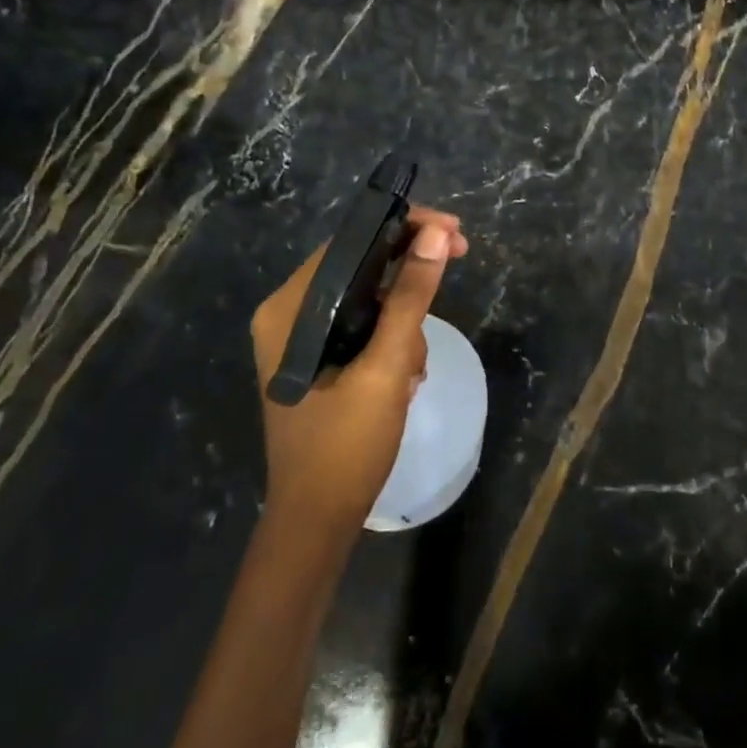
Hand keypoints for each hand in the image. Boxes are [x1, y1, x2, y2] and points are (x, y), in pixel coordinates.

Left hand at [248, 207, 469, 532]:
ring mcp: (301, 338)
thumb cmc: (346, 444)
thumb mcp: (386, 365)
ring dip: (403, 319)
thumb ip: (411, 296)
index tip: (452, 231)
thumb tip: (437, 233)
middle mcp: (288, 314)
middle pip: (360, 266)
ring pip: (368, 296)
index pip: (350, 243)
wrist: (318, 520)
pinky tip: (404, 376)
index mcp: (289, 308)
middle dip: (410, 273)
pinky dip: (392, 339)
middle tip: (459, 259)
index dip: (404, 226)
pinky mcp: (317, 359)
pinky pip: (364, 325)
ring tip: (412, 367)